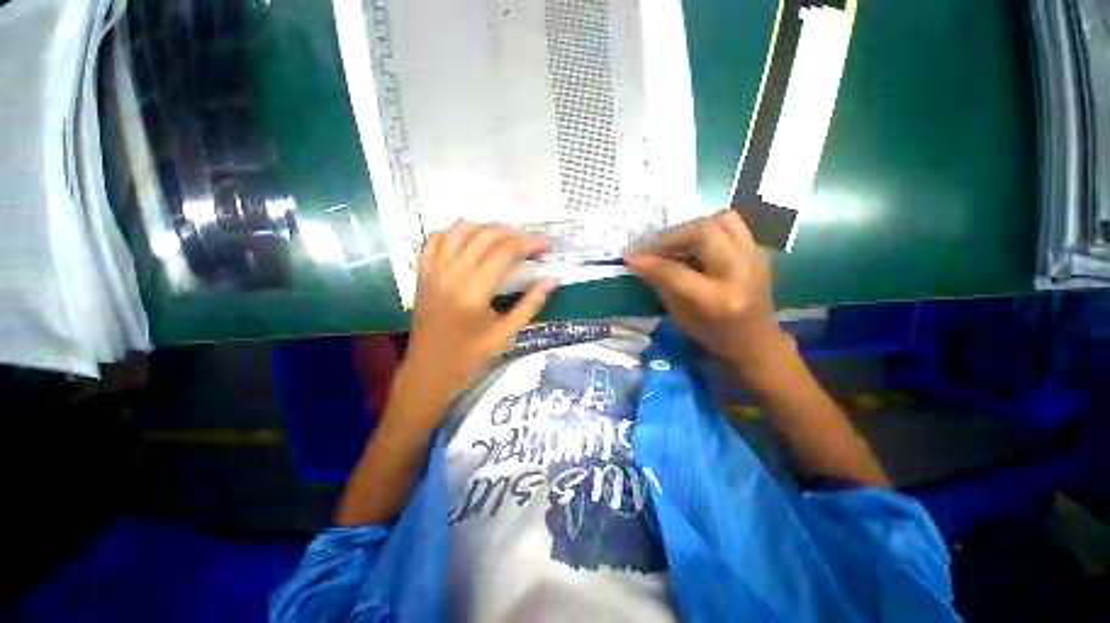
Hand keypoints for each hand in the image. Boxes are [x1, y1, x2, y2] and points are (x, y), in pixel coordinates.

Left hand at [401, 222, 557, 407]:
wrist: (429, 368)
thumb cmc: (470, 355)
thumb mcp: (506, 332)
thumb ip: (531, 303)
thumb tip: (552, 279)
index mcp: (474, 290)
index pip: (505, 251)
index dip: (529, 243)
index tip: (546, 245)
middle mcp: (452, 272)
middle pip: (486, 234)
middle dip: (514, 233)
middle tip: (531, 243)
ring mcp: (433, 269)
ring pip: (461, 228)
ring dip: (486, 228)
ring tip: (504, 239)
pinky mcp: (422, 271)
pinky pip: (436, 238)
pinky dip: (456, 233)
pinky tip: (470, 242)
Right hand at [623, 210, 790, 379]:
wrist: (756, 341)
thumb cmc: (713, 334)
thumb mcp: (680, 315)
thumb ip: (661, 284)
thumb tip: (637, 260)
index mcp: (717, 300)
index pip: (676, 271)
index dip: (649, 261)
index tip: (629, 256)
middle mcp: (739, 273)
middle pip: (703, 232)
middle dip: (671, 236)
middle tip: (653, 247)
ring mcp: (754, 258)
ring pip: (721, 220)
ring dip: (692, 228)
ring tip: (676, 243)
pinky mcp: (758, 251)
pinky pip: (731, 226)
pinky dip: (707, 231)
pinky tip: (695, 246)